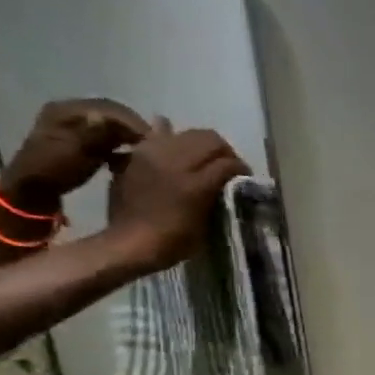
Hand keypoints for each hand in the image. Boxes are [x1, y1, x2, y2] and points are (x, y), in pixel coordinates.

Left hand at [0, 99, 149, 212]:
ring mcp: (72, 123)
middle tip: (154, 145)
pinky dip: (119, 139)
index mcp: (65, 110)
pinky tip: (128, 151)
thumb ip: (96, 134)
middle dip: (133, 127)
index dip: (133, 123)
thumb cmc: (54, 170)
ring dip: (127, 133)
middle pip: (110, 112)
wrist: (33, 188)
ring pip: (109, 122)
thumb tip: (111, 118)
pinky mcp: (77, 136)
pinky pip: (104, 131)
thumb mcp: (76, 151)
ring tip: (144, 148)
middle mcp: (68, 110)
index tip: (153, 141)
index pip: (109, 108)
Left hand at [104, 119, 250, 272]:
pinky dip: (169, 137)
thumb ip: (217, 195)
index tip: (244, 177)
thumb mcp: (208, 223)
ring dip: (199, 144)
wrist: (130, 242)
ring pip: (187, 133)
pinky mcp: (136, 154)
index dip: (241, 168)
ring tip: (201, 158)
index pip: (229, 163)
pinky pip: (157, 135)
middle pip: (210, 140)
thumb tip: (228, 180)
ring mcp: (153, 155)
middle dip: (224, 151)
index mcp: (196, 185)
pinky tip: (174, 150)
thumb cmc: (175, 241)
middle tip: (226, 165)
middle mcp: (175, 163)